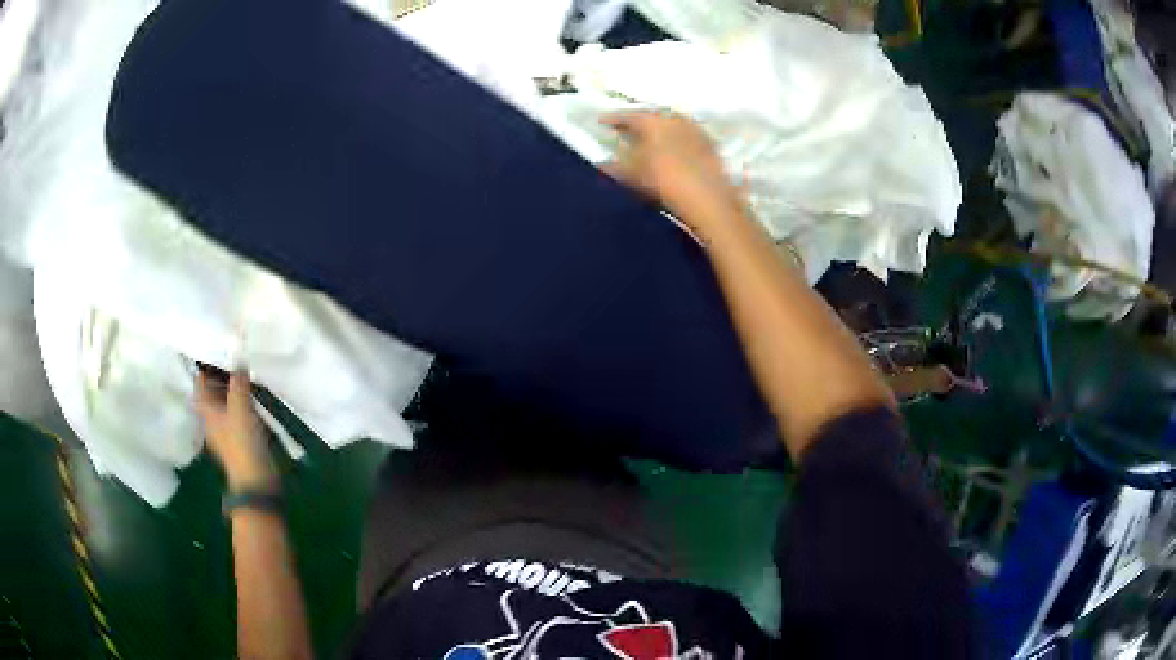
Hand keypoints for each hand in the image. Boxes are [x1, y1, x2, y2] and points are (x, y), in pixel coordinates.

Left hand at [196, 370, 276, 491]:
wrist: (256, 479)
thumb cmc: (242, 442)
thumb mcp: (240, 407)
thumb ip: (238, 382)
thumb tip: (238, 359)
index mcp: (206, 409)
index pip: (200, 381)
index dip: (207, 365)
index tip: (221, 349)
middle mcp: (212, 416)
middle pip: (213, 390)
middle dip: (223, 374)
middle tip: (238, 358)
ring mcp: (225, 428)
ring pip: (226, 401)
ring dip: (234, 388)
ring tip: (248, 373)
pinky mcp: (239, 436)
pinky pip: (238, 412)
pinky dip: (243, 402)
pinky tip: (255, 397)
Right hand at [602, 111, 744, 239]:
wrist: (707, 198)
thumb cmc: (664, 182)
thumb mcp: (633, 174)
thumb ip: (614, 164)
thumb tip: (602, 159)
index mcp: (651, 120)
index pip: (626, 115)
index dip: (612, 119)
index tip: (601, 122)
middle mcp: (672, 117)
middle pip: (650, 115)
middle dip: (637, 121)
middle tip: (626, 129)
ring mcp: (693, 127)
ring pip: (670, 122)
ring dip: (658, 128)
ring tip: (649, 138)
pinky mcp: (709, 141)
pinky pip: (686, 132)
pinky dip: (675, 137)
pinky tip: (673, 147)